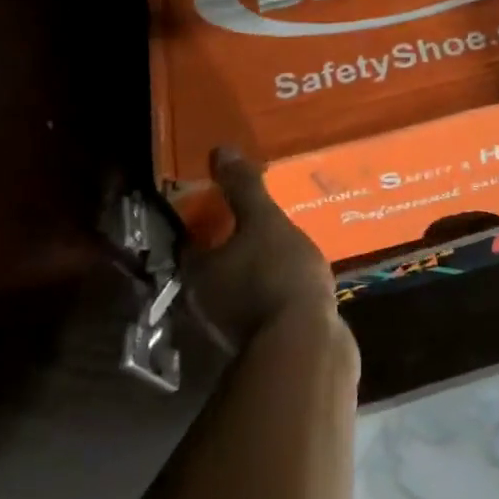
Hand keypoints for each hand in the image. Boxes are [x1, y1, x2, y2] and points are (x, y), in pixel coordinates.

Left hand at [181, 147, 339, 346]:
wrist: (306, 348)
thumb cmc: (277, 275)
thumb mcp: (264, 221)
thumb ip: (243, 188)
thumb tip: (218, 150)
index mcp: (197, 272)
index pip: (191, 239)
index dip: (207, 218)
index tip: (227, 201)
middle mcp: (205, 303)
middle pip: (214, 265)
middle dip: (233, 245)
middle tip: (260, 220)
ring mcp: (232, 328)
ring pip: (239, 288)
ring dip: (255, 270)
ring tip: (283, 246)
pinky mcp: (262, 343)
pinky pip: (264, 307)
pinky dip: (273, 291)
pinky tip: (297, 278)